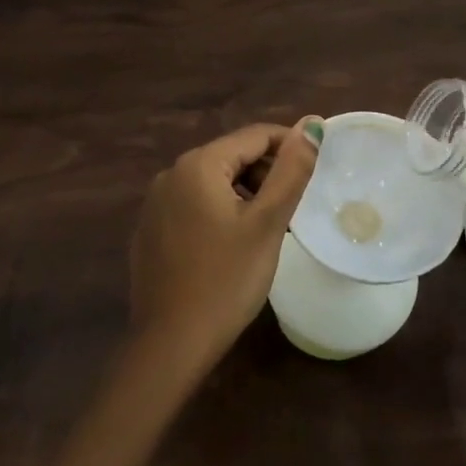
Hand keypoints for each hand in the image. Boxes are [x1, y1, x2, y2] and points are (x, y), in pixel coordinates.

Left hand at [128, 118, 321, 373]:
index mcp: (198, 165)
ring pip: (213, 182)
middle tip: (293, 209)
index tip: (315, 172)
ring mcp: (155, 203)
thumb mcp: (267, 223)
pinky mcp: (151, 230)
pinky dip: (219, 212)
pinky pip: (193, 206)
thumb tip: (312, 124)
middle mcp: (170, 174)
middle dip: (266, 174)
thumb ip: (291, 170)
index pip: (254, 135)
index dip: (290, 147)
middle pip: (231, 156)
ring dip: (245, 194)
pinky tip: (232, 246)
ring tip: (268, 229)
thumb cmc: (227, 279)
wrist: (172, 341)